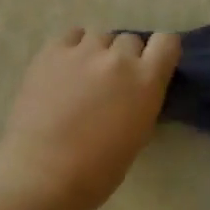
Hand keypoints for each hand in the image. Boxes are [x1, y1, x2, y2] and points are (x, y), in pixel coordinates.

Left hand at [0, 29, 181, 209]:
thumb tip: (134, 89)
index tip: (151, 66)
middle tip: (111, 82)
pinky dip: (72, 48)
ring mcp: (83, 51)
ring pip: (99, 36)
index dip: (160, 52)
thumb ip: (141, 101)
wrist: (42, 173)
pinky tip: (64, 69)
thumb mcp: (137, 135)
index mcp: (145, 81)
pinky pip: (71, 36)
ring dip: (97, 52)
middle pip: (130, 40)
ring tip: (83, 76)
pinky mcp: (52, 51)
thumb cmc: (96, 170)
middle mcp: (118, 57)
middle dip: (125, 58)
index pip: (167, 42)